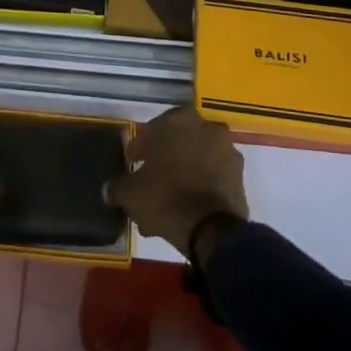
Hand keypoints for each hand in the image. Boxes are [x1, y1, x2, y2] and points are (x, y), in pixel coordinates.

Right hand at [106, 105, 247, 258]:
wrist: (211, 230)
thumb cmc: (165, 197)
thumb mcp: (130, 192)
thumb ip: (118, 186)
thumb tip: (110, 189)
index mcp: (180, 120)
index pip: (153, 129)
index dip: (140, 148)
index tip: (132, 165)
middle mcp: (208, 128)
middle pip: (178, 144)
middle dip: (164, 162)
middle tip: (149, 183)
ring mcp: (228, 152)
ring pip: (196, 162)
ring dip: (182, 176)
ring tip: (167, 204)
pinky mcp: (240, 178)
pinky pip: (212, 178)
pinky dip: (200, 188)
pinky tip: (185, 210)